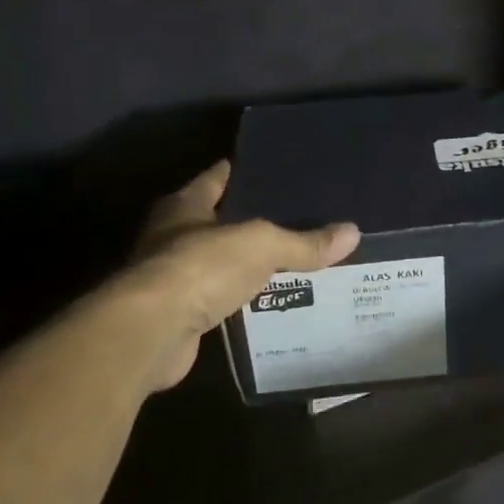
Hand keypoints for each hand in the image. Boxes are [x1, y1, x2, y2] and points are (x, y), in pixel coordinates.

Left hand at [112, 160, 359, 391]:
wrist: (151, 333)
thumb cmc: (201, 267)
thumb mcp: (262, 245)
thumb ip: (304, 241)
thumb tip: (352, 232)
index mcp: (185, 205)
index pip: (218, 176)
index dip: (246, 171)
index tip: (278, 169)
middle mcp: (172, 235)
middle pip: (218, 219)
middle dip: (251, 218)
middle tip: (297, 216)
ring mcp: (172, 276)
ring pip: (219, 261)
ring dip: (245, 262)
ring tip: (290, 257)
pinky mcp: (177, 315)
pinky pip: (218, 298)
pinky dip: (239, 298)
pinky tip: (269, 299)